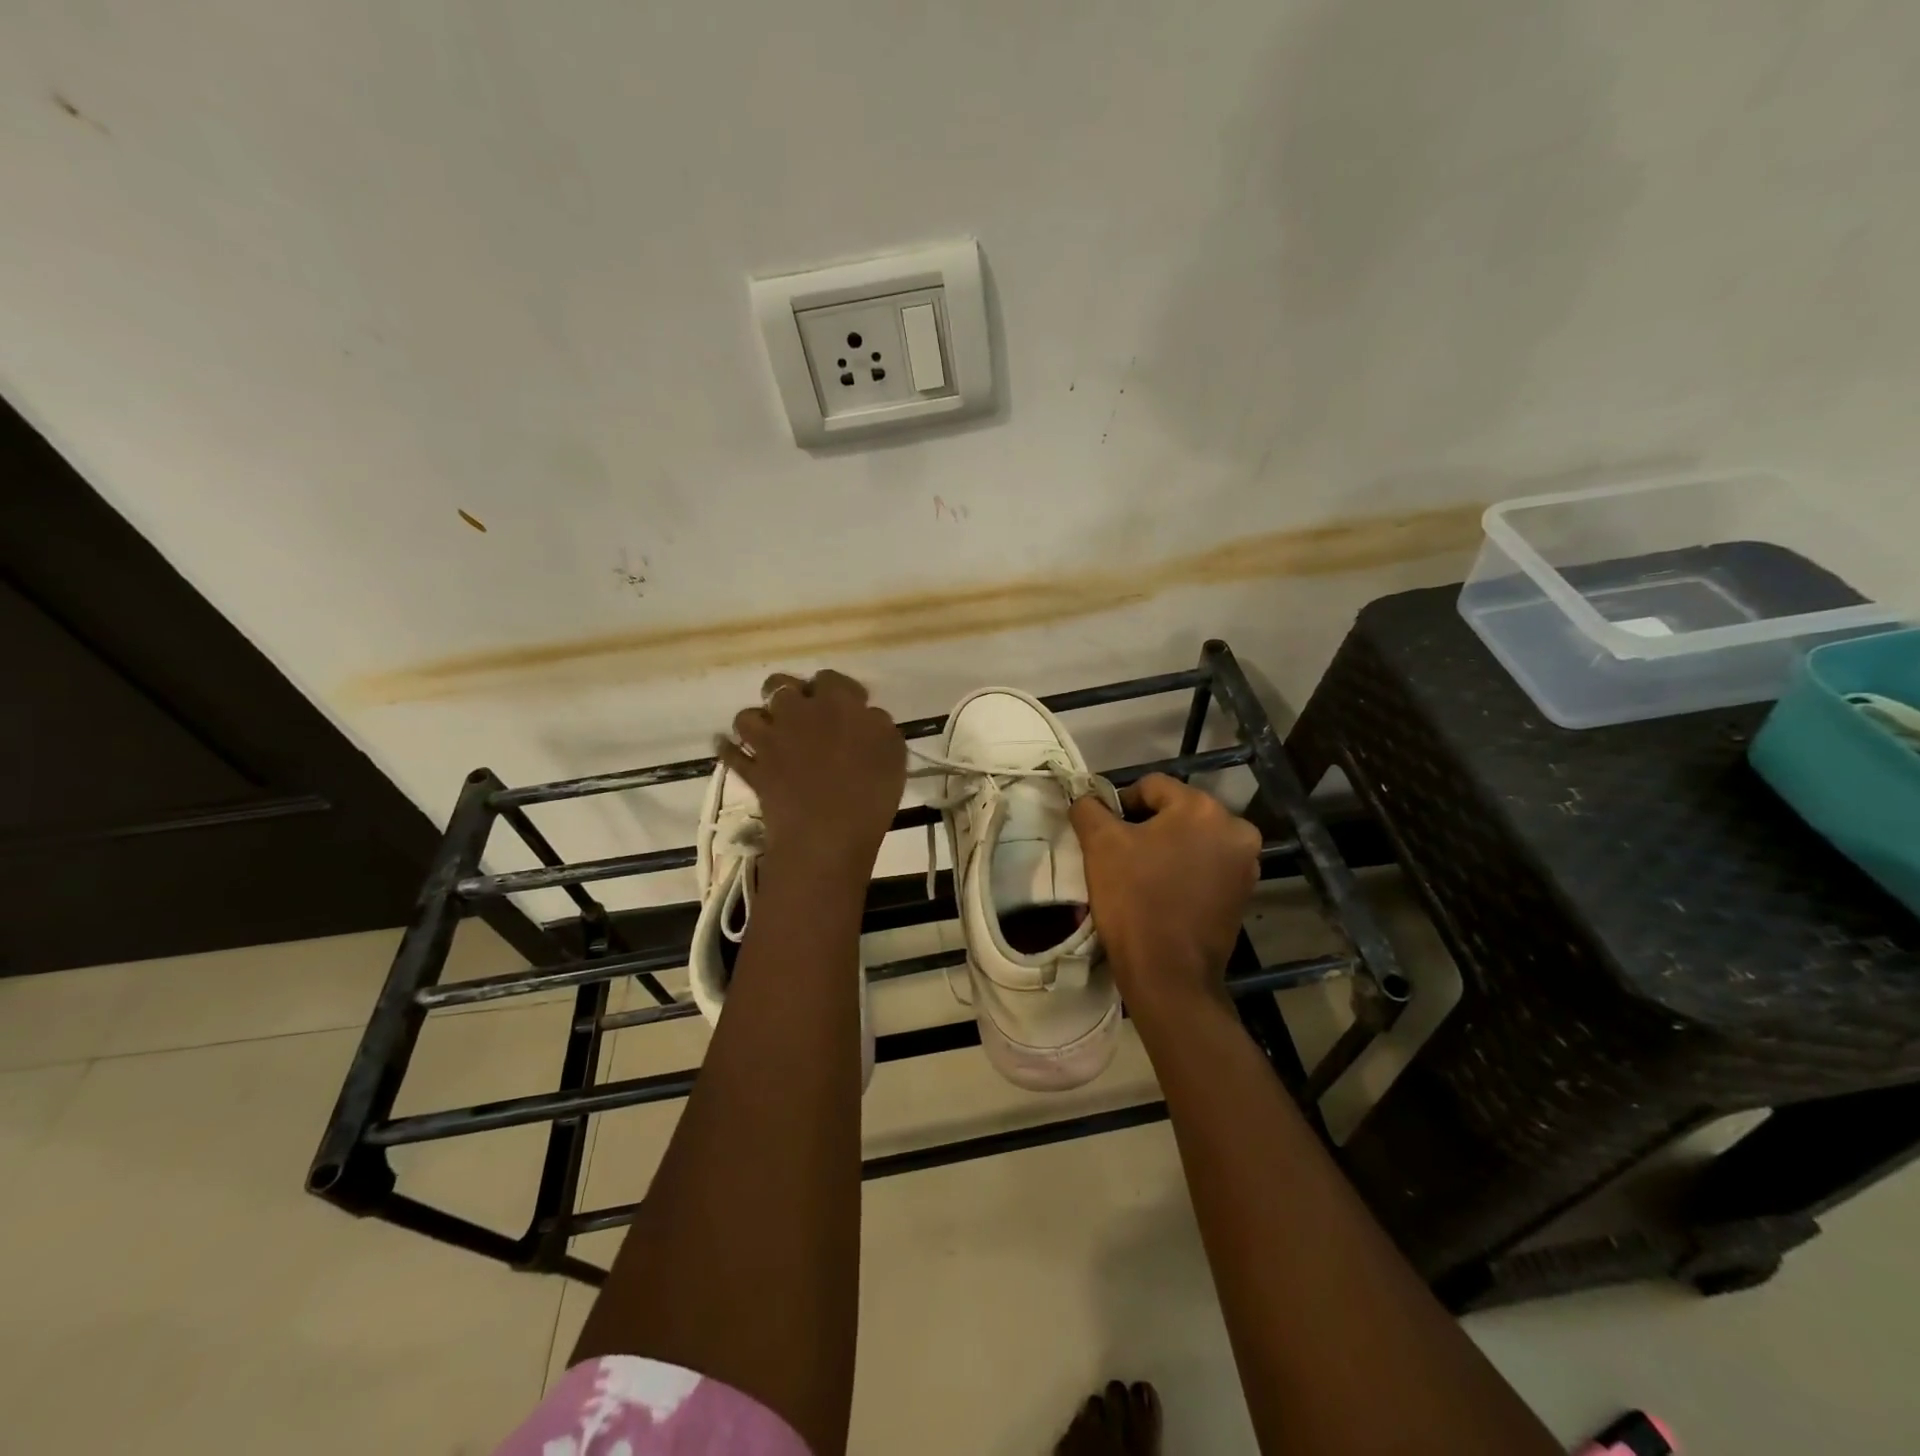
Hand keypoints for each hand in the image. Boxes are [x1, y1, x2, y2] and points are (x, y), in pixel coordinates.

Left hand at [718, 670, 905, 872]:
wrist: (827, 836)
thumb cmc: (870, 793)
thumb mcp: (893, 752)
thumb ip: (877, 724)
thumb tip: (865, 715)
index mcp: (835, 703)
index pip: (830, 678)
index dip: (839, 689)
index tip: (851, 705)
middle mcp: (796, 713)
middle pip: (780, 685)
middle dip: (789, 692)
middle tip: (805, 713)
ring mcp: (769, 742)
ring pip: (748, 715)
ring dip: (758, 720)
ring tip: (770, 732)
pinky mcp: (753, 771)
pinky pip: (730, 754)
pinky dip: (730, 750)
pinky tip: (733, 750)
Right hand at [1069, 773, 1261, 1014]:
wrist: (1169, 975)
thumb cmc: (1134, 900)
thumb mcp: (1100, 845)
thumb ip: (1089, 809)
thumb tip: (1086, 799)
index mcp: (1203, 808)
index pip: (1151, 787)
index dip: (1121, 805)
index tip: (1104, 835)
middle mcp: (1235, 828)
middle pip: (1176, 812)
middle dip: (1146, 827)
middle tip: (1119, 855)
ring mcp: (1245, 864)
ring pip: (1192, 839)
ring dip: (1166, 849)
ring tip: (1140, 875)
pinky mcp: (1243, 893)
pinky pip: (1206, 866)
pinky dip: (1184, 871)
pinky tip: (1162, 893)